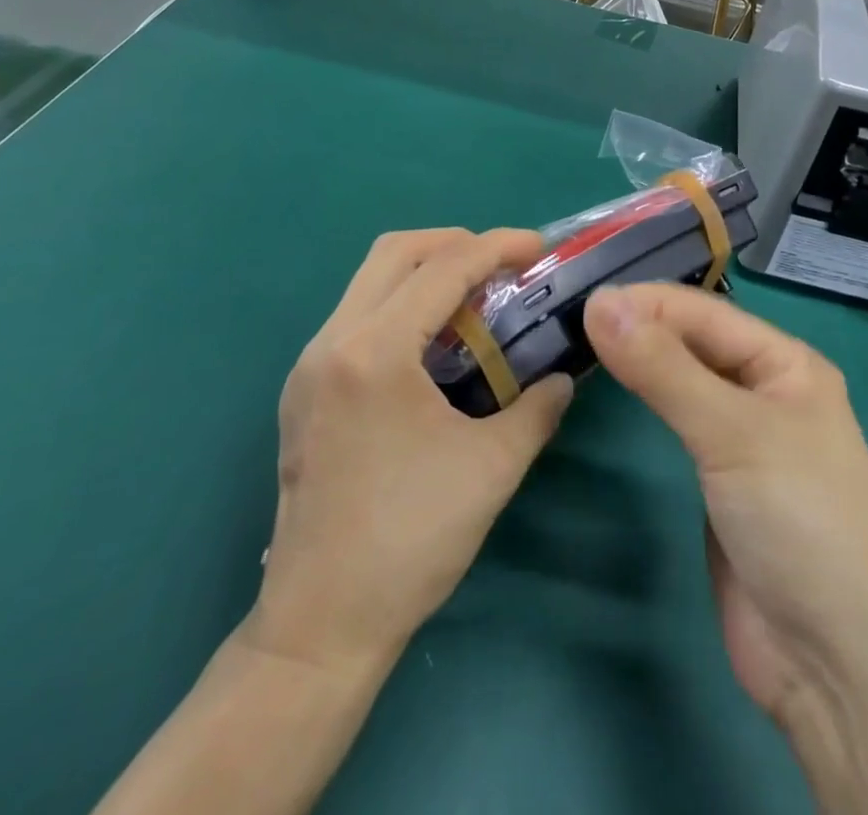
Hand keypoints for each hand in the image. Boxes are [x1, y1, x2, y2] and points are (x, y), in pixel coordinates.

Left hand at [247, 229, 573, 678]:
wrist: (321, 624)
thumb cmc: (410, 541)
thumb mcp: (492, 468)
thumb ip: (537, 409)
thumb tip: (563, 378)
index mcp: (374, 353)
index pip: (443, 269)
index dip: (497, 247)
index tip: (538, 248)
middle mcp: (332, 342)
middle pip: (393, 252)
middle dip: (455, 243)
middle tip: (503, 264)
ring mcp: (309, 365)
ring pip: (369, 280)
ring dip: (425, 272)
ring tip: (475, 299)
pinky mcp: (303, 389)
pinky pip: (356, 315)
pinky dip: (400, 305)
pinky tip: (434, 343)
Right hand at [584, 285, 867, 814]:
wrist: (837, 671)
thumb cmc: (800, 527)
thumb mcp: (732, 435)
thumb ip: (663, 368)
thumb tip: (599, 302)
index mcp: (786, 363)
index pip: (702, 313)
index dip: (643, 302)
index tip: (577, 301)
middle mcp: (765, 389)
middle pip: (691, 341)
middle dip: (637, 326)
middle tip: (566, 319)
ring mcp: (741, 437)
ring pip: (681, 378)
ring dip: (637, 359)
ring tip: (575, 341)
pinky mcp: (719, 479)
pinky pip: (676, 421)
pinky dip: (644, 398)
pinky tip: (610, 386)